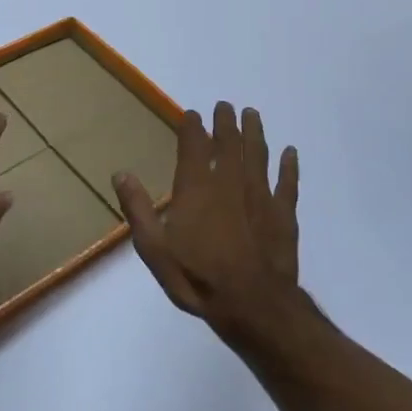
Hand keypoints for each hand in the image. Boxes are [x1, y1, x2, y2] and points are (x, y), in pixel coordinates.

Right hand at [112, 102, 300, 339]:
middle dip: (226, 122)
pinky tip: (290, 153)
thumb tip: (121, 173)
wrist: (252, 304)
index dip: (192, 127)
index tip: (192, 114)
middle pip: (229, 143)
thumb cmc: (197, 277)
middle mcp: (230, 182)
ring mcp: (261, 195)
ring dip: (255, 132)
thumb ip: (138, 209)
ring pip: (258, 154)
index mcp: (197, 187)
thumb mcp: (154, 248)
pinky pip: (288, 182)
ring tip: (252, 115)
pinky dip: (289, 166)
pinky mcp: (284, 214)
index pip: (193, 146)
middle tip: (225, 106)